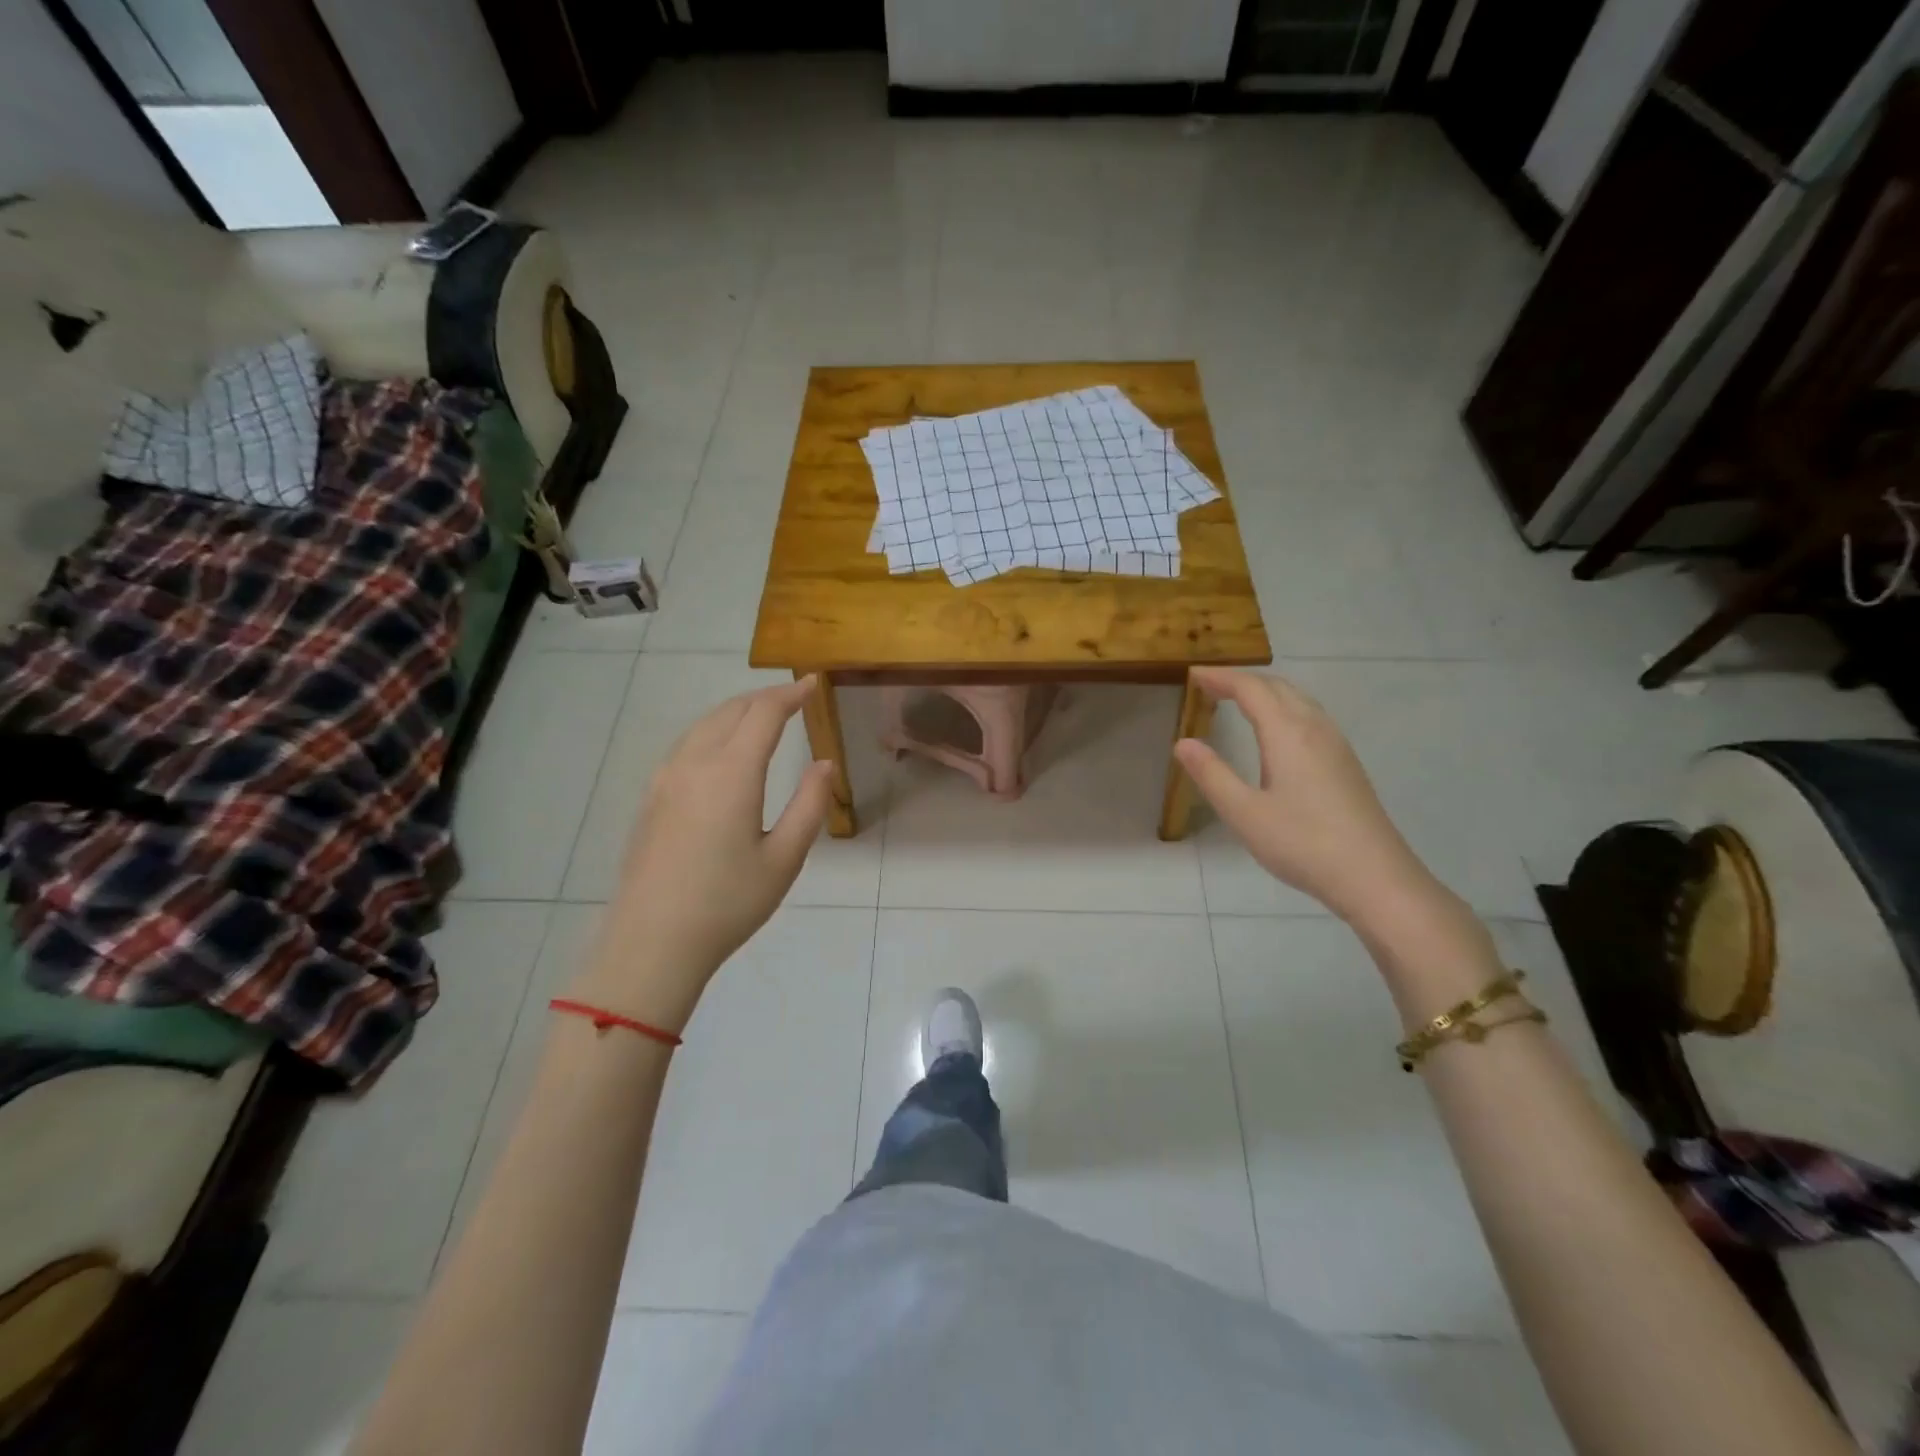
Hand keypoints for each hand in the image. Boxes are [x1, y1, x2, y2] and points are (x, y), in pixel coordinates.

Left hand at [568, 678, 835, 1032]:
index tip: (812, 684)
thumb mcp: (784, 858)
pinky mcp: (651, 798)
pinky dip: (713, 731)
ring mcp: (665, 779)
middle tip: (793, 698)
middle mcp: (693, 764)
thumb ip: (810, 805)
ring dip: (735, 712)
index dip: (790, 694)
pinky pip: (685, 745)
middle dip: (763, 698)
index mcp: (731, 773)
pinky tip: (723, 750)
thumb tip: (824, 764)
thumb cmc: (728, 903)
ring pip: (703, 725)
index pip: (763, 714)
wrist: (651, 943)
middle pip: (730, 711)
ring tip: (761, 717)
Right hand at [1174, 667, 1436, 925]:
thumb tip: (1182, 743)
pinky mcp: (1346, 763)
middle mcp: (1315, 728)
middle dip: (1242, 680)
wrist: (1375, 876)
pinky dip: (1284, 708)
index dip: (1221, 677)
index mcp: (1288, 733)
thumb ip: (1211, 774)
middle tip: (1209, 685)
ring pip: (1298, 700)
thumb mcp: (1244, 813)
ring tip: (1237, 701)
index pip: (1251, 689)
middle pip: (1278, 687)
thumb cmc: (1302, 843)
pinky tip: (1277, 732)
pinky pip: (1311, 716)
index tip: (1193, 675)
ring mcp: (1336, 745)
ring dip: (1266, 692)